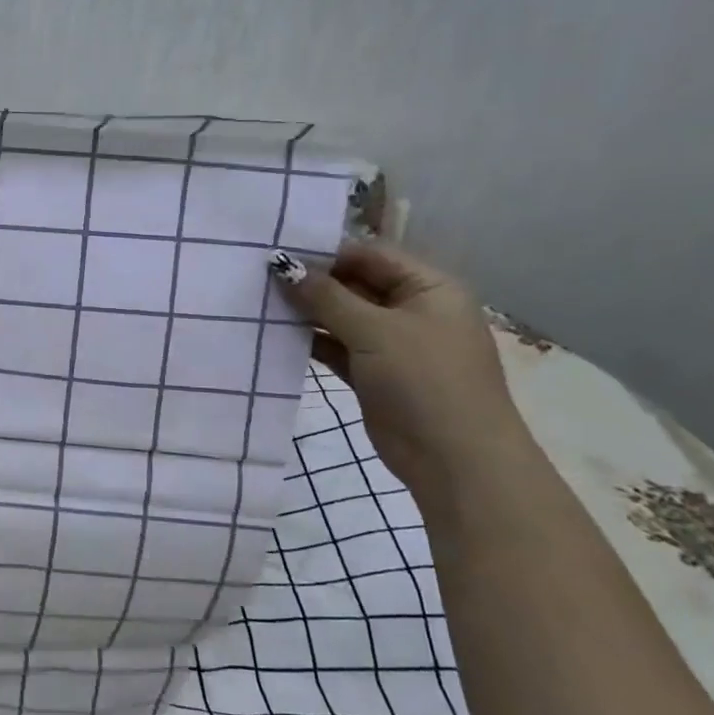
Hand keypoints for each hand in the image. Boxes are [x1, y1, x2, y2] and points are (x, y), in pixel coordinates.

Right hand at [271, 240, 527, 495]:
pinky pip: (336, 346)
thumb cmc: (425, 381)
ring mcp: (392, 344)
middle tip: (258, 276)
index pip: (370, 255)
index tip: (276, 252)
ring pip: (341, 316)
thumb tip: (281, 263)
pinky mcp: (373, 373)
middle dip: (310, 282)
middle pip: (354, 284)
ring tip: (258, 302)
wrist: (455, 461)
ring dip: (306, 311)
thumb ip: (325, 296)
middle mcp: (412, 310)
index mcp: (429, 288)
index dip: (325, 253)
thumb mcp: (374, 330)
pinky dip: (310, 340)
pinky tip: (274, 333)